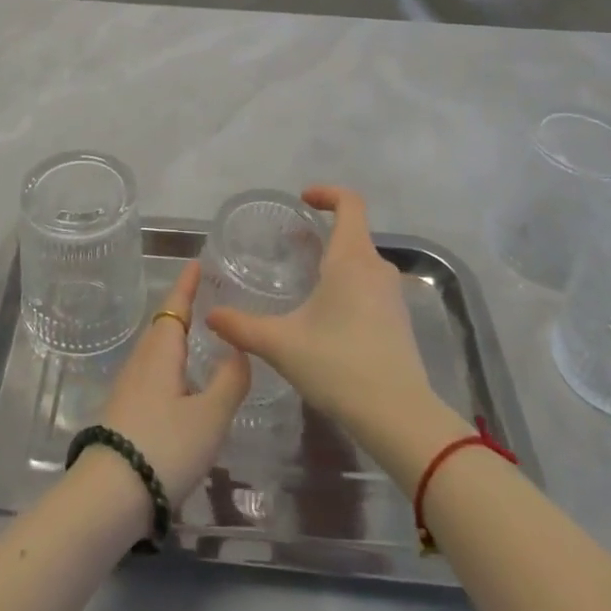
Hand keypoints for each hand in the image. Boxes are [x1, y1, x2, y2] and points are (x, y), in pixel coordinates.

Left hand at [95, 261, 249, 508]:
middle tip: (202, 297)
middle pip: (162, 326)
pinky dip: (168, 364)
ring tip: (195, 336)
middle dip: (180, 309)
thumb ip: (229, 381)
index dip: (187, 285)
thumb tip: (238, 349)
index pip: (175, 306)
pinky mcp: (123, 413)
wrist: (108, 496)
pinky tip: (179, 384)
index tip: (196, 263)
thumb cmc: (164, 446)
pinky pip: (151, 373)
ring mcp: (128, 388)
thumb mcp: (209, 416)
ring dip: (173, 338)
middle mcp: (141, 362)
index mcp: (161, 352)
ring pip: (155, 351)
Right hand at [206, 187, 435, 438]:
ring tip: (306, 281)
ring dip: (336, 261)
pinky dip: (349, 286)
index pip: (350, 203)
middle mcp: (376, 269)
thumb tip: (211, 316)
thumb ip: (242, 327)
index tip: (303, 200)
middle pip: (354, 233)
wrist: (399, 417)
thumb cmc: (339, 365)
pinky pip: (371, 287)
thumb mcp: (282, 344)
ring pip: (362, 262)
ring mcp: (393, 296)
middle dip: (324, 232)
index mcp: (351, 259)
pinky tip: (328, 317)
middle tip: (293, 245)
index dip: (327, 193)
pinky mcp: (399, 322)